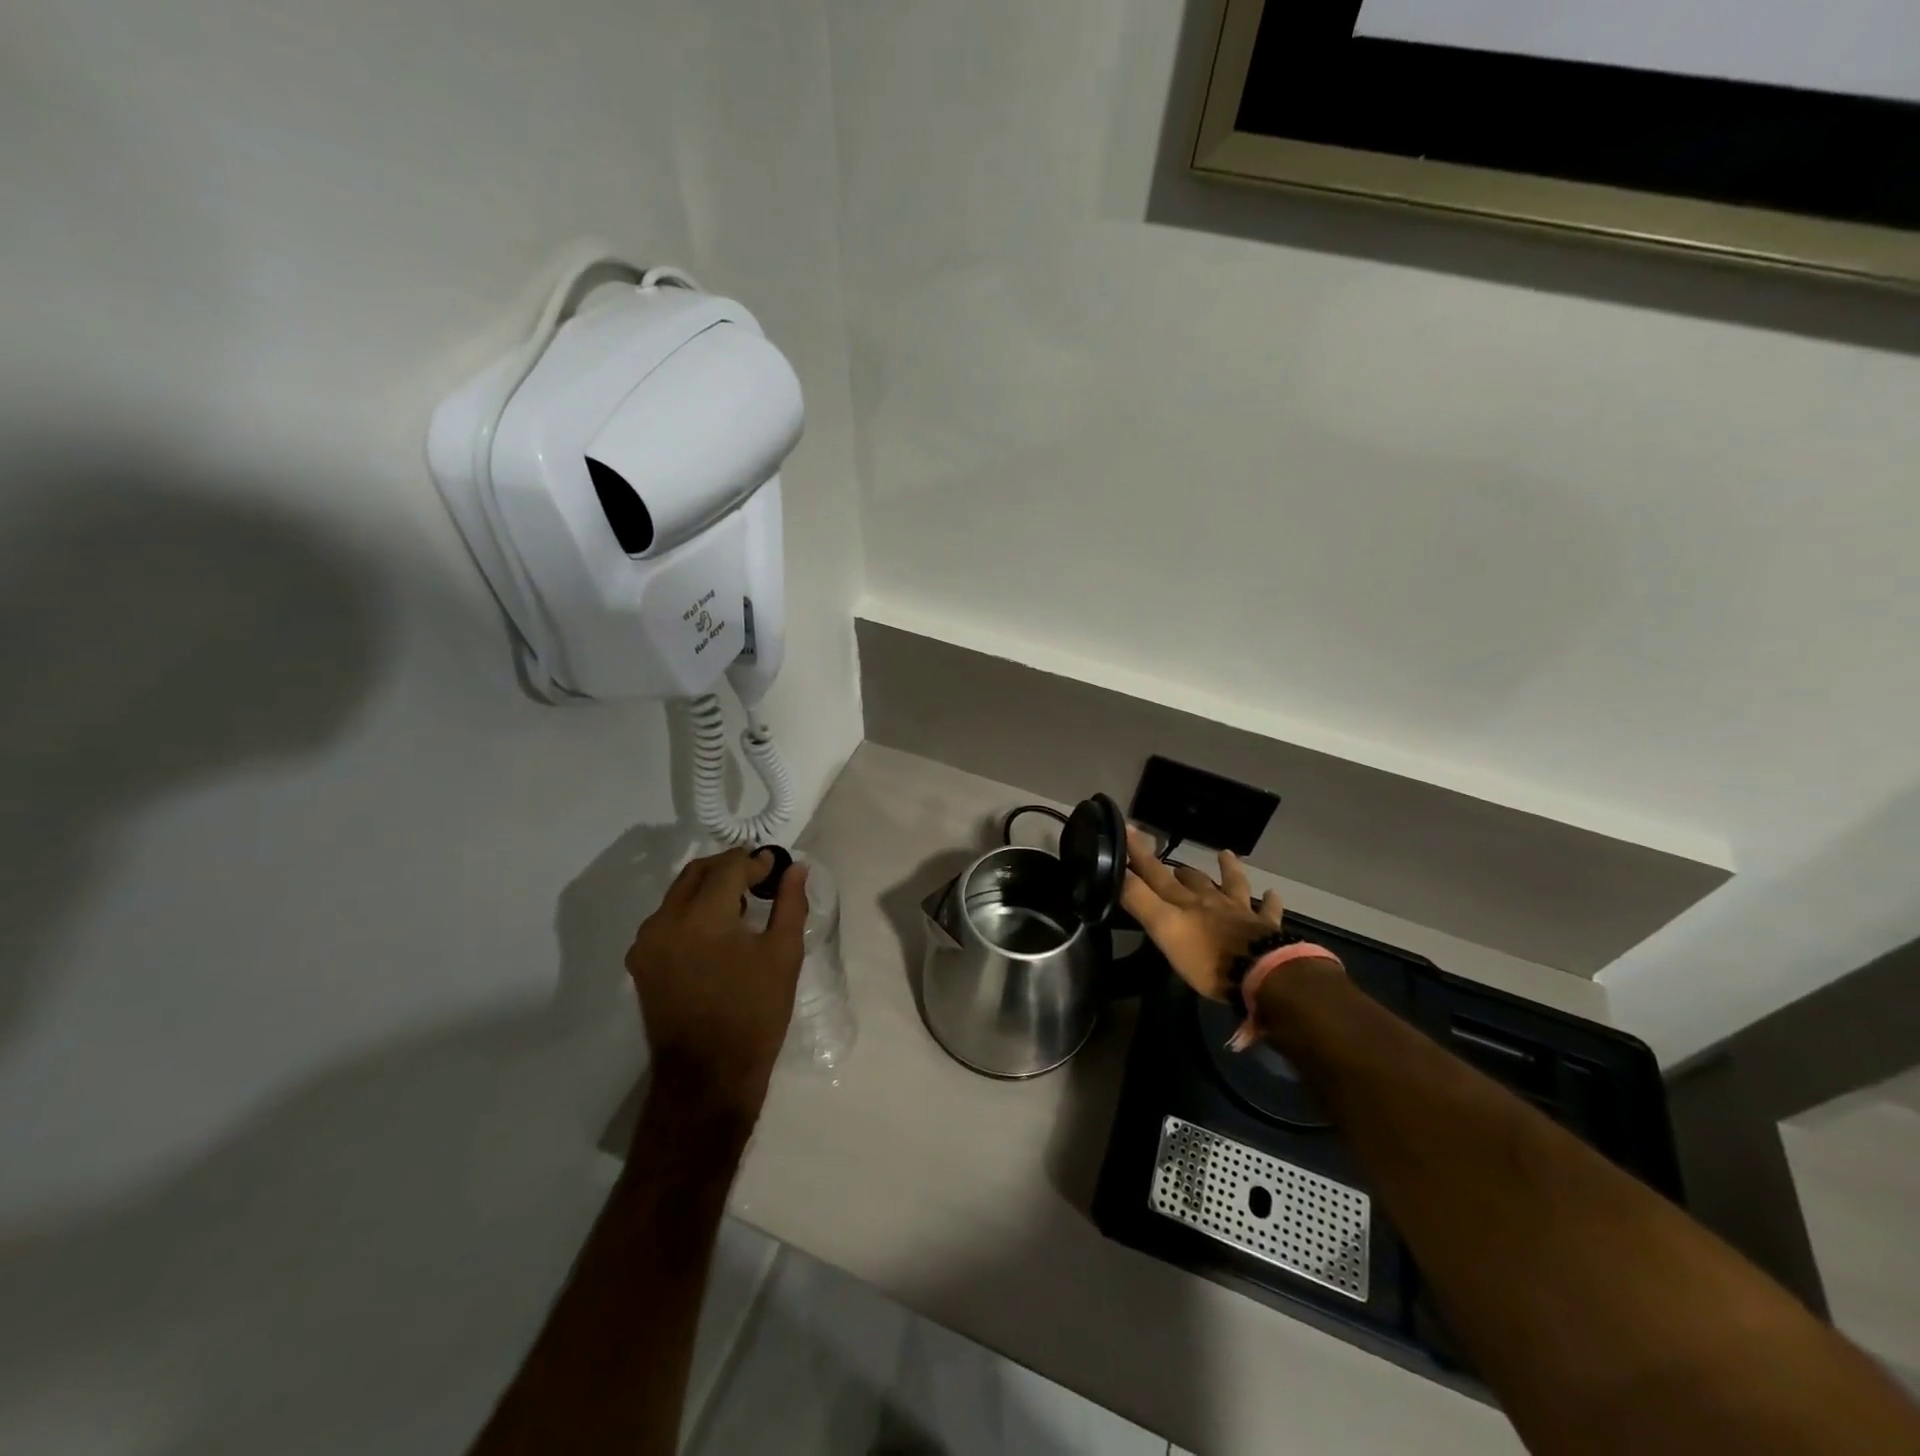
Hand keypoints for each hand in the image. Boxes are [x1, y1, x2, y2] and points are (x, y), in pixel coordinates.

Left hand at [626, 847, 808, 1124]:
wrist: (708, 1075)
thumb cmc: (755, 1013)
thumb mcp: (783, 954)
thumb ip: (790, 903)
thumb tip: (796, 868)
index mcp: (702, 916)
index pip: (729, 867)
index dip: (755, 862)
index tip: (776, 867)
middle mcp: (665, 920)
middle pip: (698, 872)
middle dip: (730, 867)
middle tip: (759, 876)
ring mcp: (647, 942)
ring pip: (679, 893)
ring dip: (709, 887)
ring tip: (740, 902)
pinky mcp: (641, 962)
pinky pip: (667, 918)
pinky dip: (692, 911)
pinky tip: (716, 928)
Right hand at [1121, 829, 1281, 1001]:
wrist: (1261, 974)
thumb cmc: (1206, 956)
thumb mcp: (1164, 928)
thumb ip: (1139, 899)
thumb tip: (1115, 869)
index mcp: (1184, 902)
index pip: (1155, 873)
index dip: (1139, 853)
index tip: (1127, 828)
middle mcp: (1211, 901)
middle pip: (1193, 880)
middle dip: (1179, 871)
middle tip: (1172, 866)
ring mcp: (1241, 913)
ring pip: (1232, 885)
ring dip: (1227, 870)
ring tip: (1224, 854)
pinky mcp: (1266, 930)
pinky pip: (1268, 911)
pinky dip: (1269, 901)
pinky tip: (1272, 893)